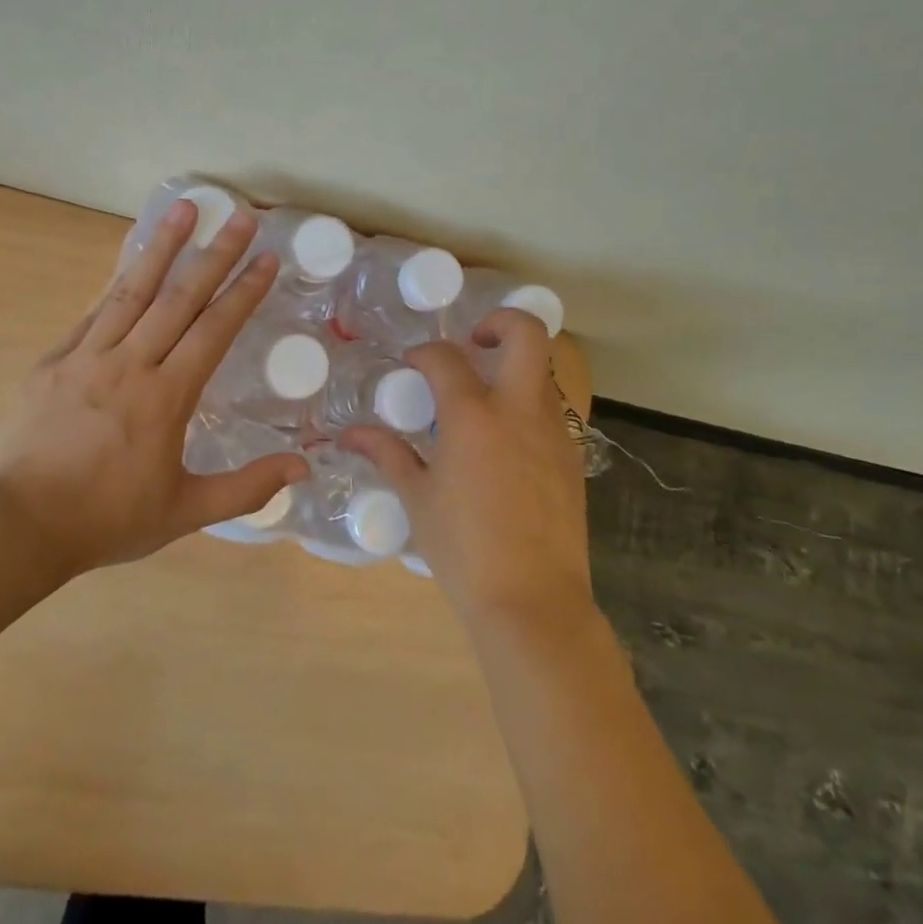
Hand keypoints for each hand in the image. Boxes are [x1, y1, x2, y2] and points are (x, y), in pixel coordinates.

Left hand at [0, 199, 308, 577]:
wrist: (18, 526)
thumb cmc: (108, 519)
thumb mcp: (186, 511)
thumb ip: (247, 488)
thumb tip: (303, 468)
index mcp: (166, 396)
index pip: (214, 330)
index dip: (244, 291)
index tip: (266, 258)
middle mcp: (130, 363)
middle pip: (179, 297)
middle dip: (215, 254)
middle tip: (240, 216)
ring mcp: (87, 356)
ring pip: (131, 290)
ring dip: (161, 246)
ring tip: (183, 208)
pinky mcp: (53, 360)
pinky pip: (92, 311)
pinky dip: (114, 280)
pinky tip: (128, 258)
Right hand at [342, 309, 594, 632]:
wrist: (533, 601)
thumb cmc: (463, 550)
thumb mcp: (417, 499)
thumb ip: (388, 455)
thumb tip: (351, 434)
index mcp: (473, 416)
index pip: (446, 358)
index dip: (424, 353)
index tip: (412, 364)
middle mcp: (518, 410)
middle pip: (526, 333)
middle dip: (499, 322)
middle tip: (474, 343)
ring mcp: (553, 431)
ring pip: (542, 372)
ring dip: (513, 369)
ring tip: (484, 400)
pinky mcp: (572, 456)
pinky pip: (550, 411)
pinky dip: (526, 407)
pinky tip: (504, 444)